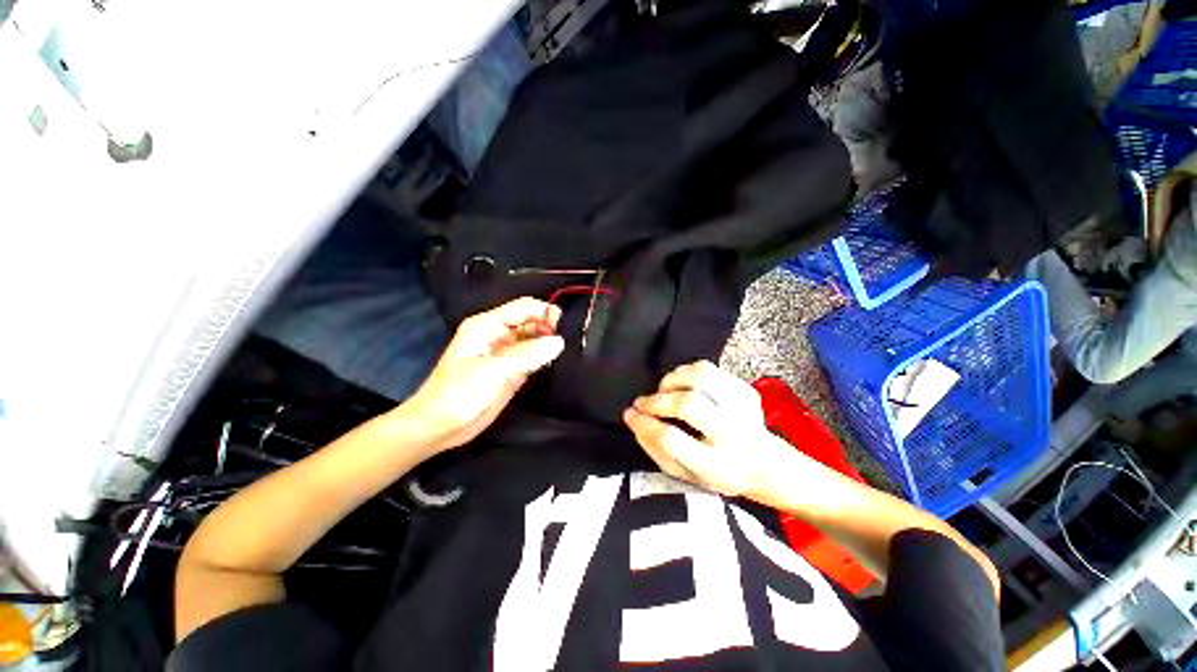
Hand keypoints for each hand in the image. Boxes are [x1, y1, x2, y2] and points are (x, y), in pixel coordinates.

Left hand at [402, 297, 564, 451]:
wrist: (440, 428)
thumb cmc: (458, 393)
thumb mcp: (492, 370)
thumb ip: (527, 355)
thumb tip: (560, 342)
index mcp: (487, 325)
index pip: (523, 308)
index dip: (544, 311)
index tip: (565, 324)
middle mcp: (499, 335)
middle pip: (530, 321)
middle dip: (549, 326)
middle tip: (571, 338)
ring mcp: (506, 354)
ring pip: (534, 339)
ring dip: (549, 341)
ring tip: (569, 348)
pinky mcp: (512, 371)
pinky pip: (533, 358)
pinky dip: (545, 358)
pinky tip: (558, 360)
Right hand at [623, 360, 790, 496]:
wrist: (762, 462)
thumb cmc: (715, 471)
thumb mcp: (683, 474)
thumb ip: (655, 447)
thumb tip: (631, 416)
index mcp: (717, 466)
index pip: (672, 439)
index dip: (644, 423)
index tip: (631, 414)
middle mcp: (734, 435)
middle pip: (689, 404)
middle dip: (658, 400)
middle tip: (643, 402)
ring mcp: (743, 408)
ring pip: (701, 377)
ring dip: (672, 380)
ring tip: (663, 390)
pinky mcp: (746, 389)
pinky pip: (708, 368)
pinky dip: (686, 372)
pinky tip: (683, 385)